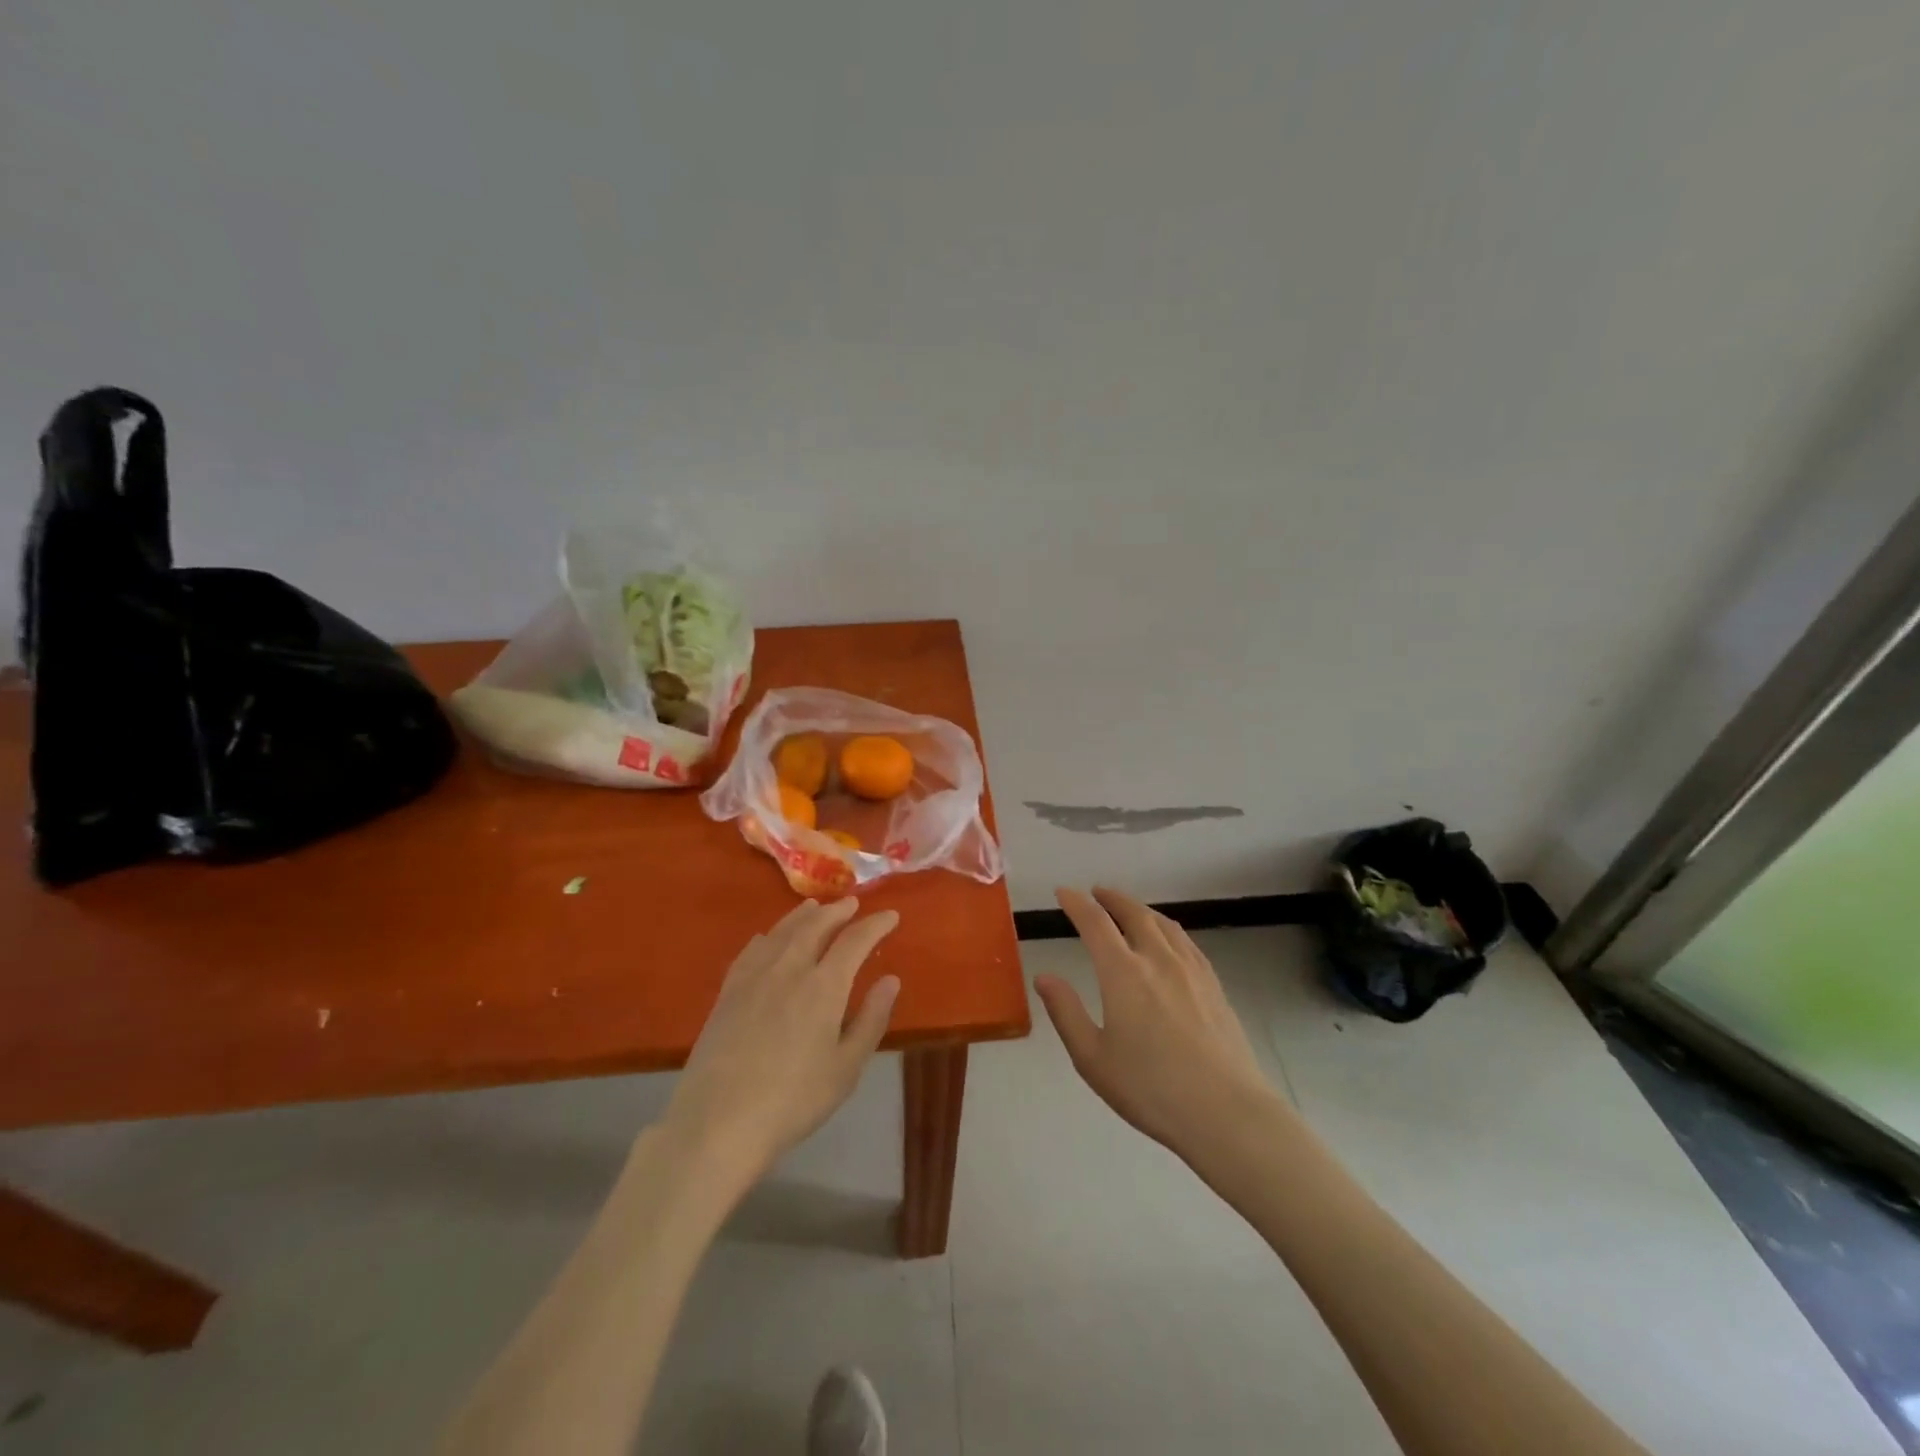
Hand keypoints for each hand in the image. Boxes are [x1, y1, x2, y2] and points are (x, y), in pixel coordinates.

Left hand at [664, 898, 900, 1182]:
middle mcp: (789, 969)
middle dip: (837, 911)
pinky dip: (767, 936)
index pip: (855, 941)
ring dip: (802, 915)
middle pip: (815, 925)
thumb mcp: (846, 1067)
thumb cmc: (794, 1100)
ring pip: (782, 931)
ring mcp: (754, 977)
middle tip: (851, 903)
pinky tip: (767, 937)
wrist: (719, 1121)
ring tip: (814, 906)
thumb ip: (871, 1019)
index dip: (875, 925)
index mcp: (824, 986)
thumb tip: (891, 980)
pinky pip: (752, 950)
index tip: (891, 915)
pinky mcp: (728, 992)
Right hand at [1037, 887, 1282, 1158]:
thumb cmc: (1150, 1089)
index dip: (1076, 903)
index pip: (1095, 923)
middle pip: (1133, 913)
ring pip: (1163, 924)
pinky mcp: (1214, 985)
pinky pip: (1186, 942)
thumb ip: (1066, 1012)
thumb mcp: (1092, 1058)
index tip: (1064, 892)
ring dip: (1140, 909)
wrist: (1226, 1112)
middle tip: (1096, 893)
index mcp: (1123, 972)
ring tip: (1129, 910)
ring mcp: (1191, 970)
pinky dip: (1168, 928)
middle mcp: (1157, 959)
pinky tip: (1168, 940)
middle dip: (1111, 899)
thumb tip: (1044, 977)